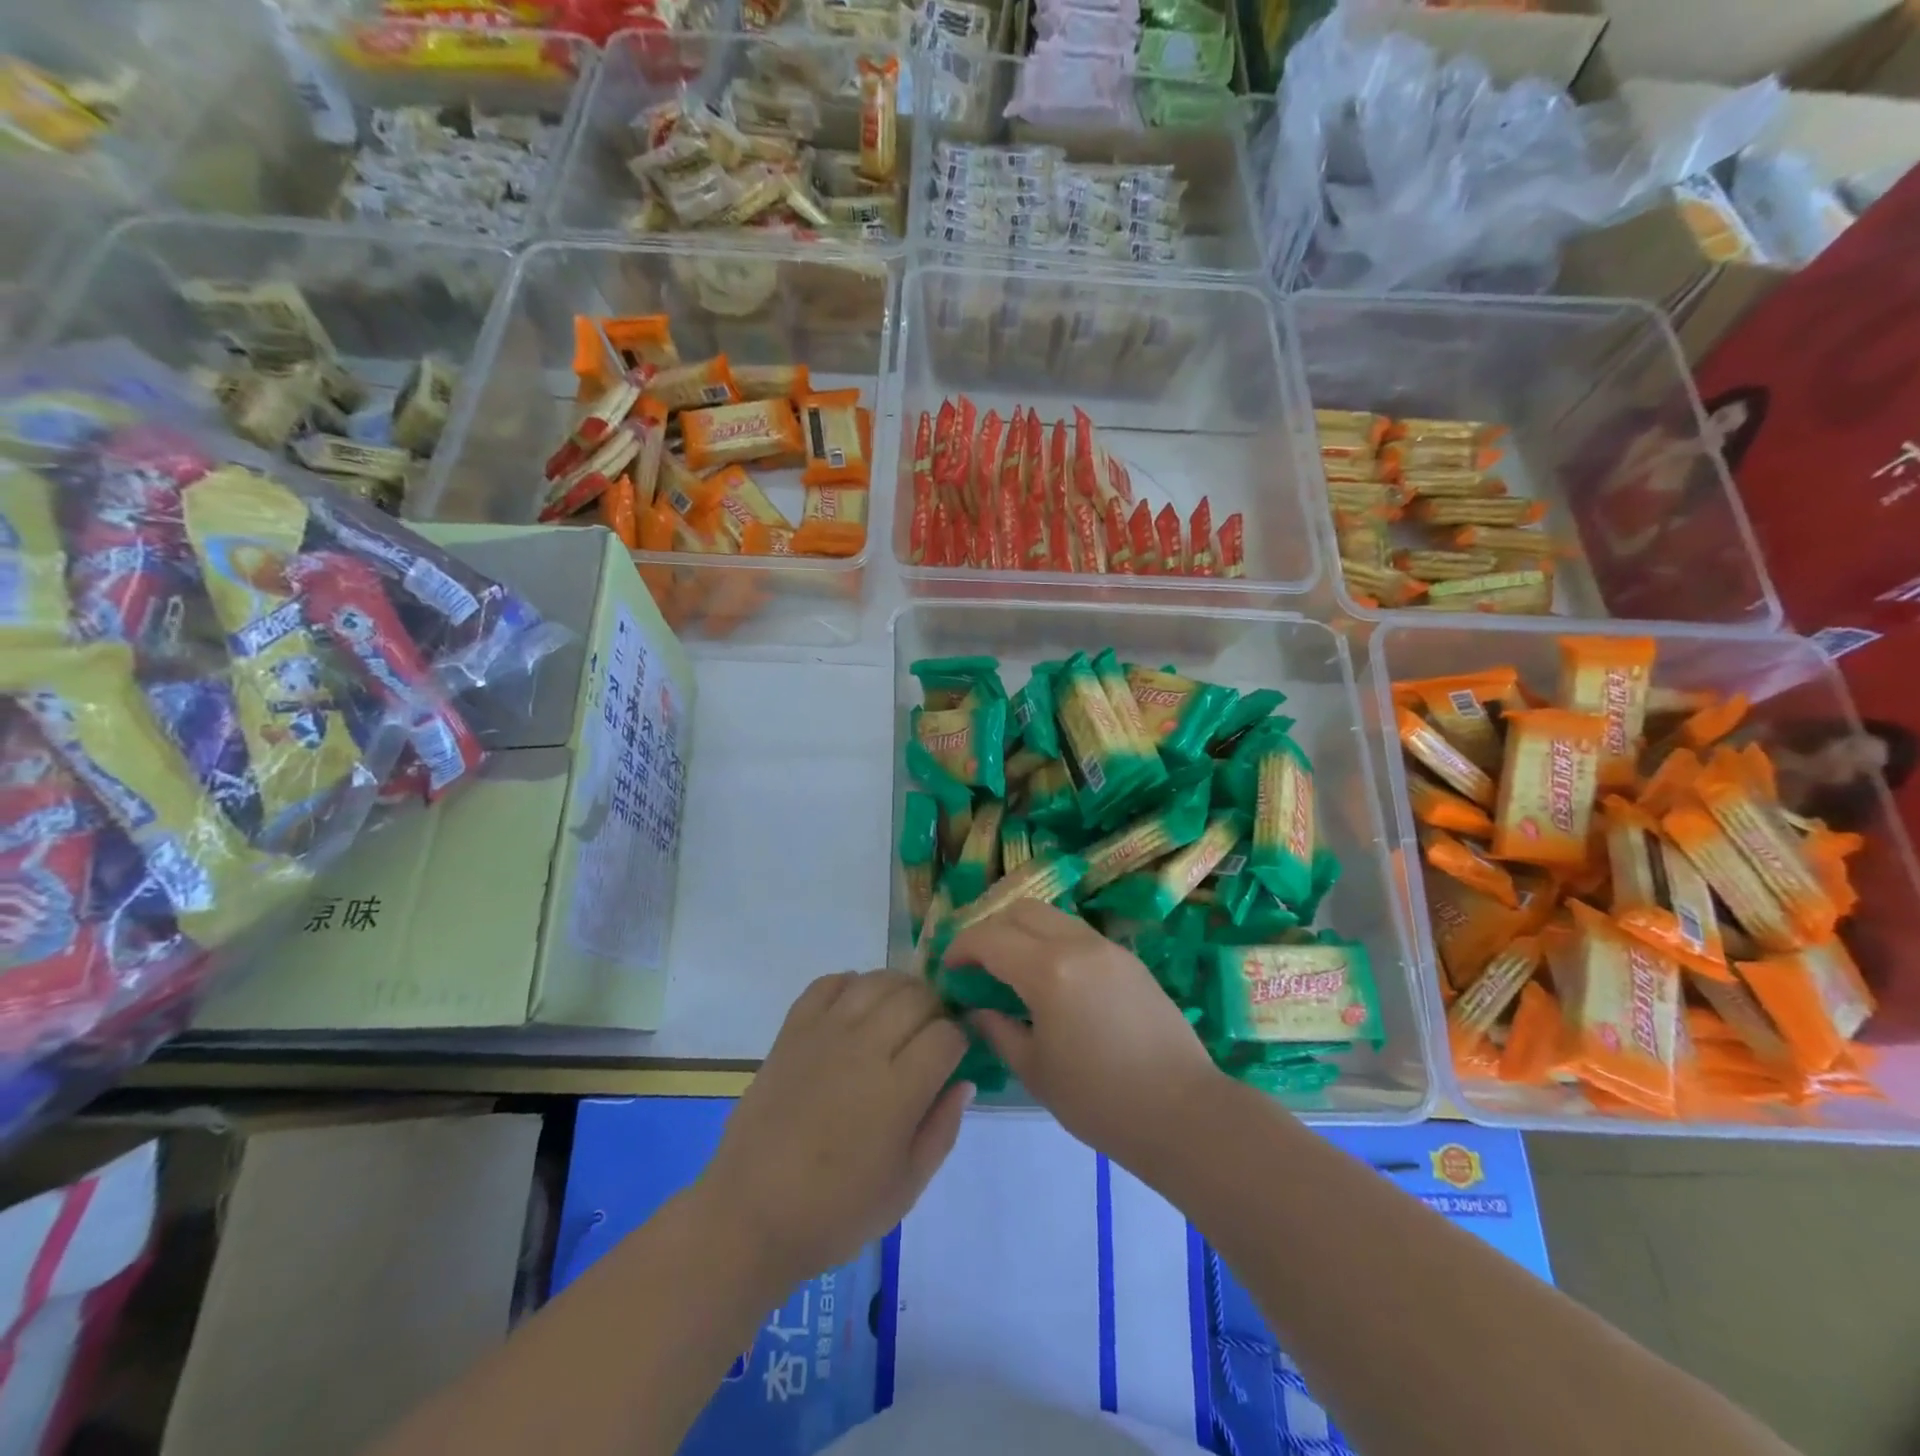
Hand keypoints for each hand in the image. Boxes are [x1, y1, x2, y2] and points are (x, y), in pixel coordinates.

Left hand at [699, 971, 970, 1283]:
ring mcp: (825, 1033)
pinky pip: (828, 983)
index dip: (960, 1040)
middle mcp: (865, 1048)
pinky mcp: (792, 1030)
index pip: (947, 1035)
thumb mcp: (907, 1187)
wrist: (751, 1214)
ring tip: (900, 1013)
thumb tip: (963, 1081)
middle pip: (916, 997)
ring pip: (876, 981)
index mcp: (898, 1090)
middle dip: (935, 1008)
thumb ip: (943, 1129)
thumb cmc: (836, 1212)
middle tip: (932, 1032)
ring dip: (899, 989)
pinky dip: (850, 984)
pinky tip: (857, 1007)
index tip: (956, 1055)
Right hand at [945, 901, 1223, 1173]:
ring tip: (1013, 970)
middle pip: (1021, 910)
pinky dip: (1053, 943)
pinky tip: (1052, 982)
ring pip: (1053, 917)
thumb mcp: (1035, 1070)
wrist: (1183, 1112)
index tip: (948, 969)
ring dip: (1024, 932)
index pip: (990, 938)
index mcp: (1048, 971)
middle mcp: (1077, 945)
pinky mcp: (1129, 960)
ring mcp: (1108, 948)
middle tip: (978, 965)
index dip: (961, 948)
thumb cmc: (1100, 1100)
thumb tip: (977, 1009)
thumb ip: (998, 1030)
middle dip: (991, 930)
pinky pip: (1078, 935)